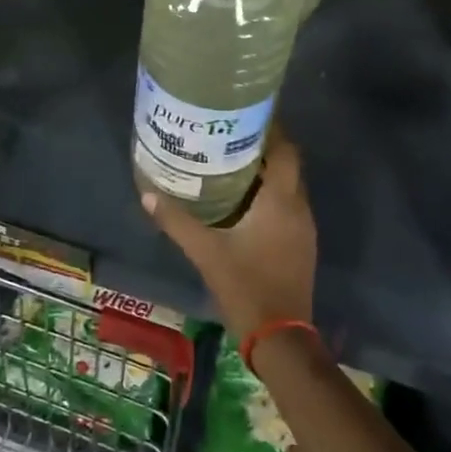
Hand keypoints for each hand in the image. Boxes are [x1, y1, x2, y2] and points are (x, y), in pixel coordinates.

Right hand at [141, 122, 315, 340]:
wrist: (280, 335)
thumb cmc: (245, 285)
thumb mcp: (205, 251)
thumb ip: (176, 221)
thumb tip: (147, 194)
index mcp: (280, 201)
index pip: (286, 151)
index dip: (271, 129)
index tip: (245, 116)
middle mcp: (298, 208)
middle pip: (288, 165)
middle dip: (264, 148)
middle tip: (229, 137)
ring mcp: (304, 228)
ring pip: (289, 186)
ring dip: (267, 172)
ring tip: (232, 162)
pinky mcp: (301, 244)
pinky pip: (289, 206)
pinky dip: (270, 195)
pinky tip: (244, 201)